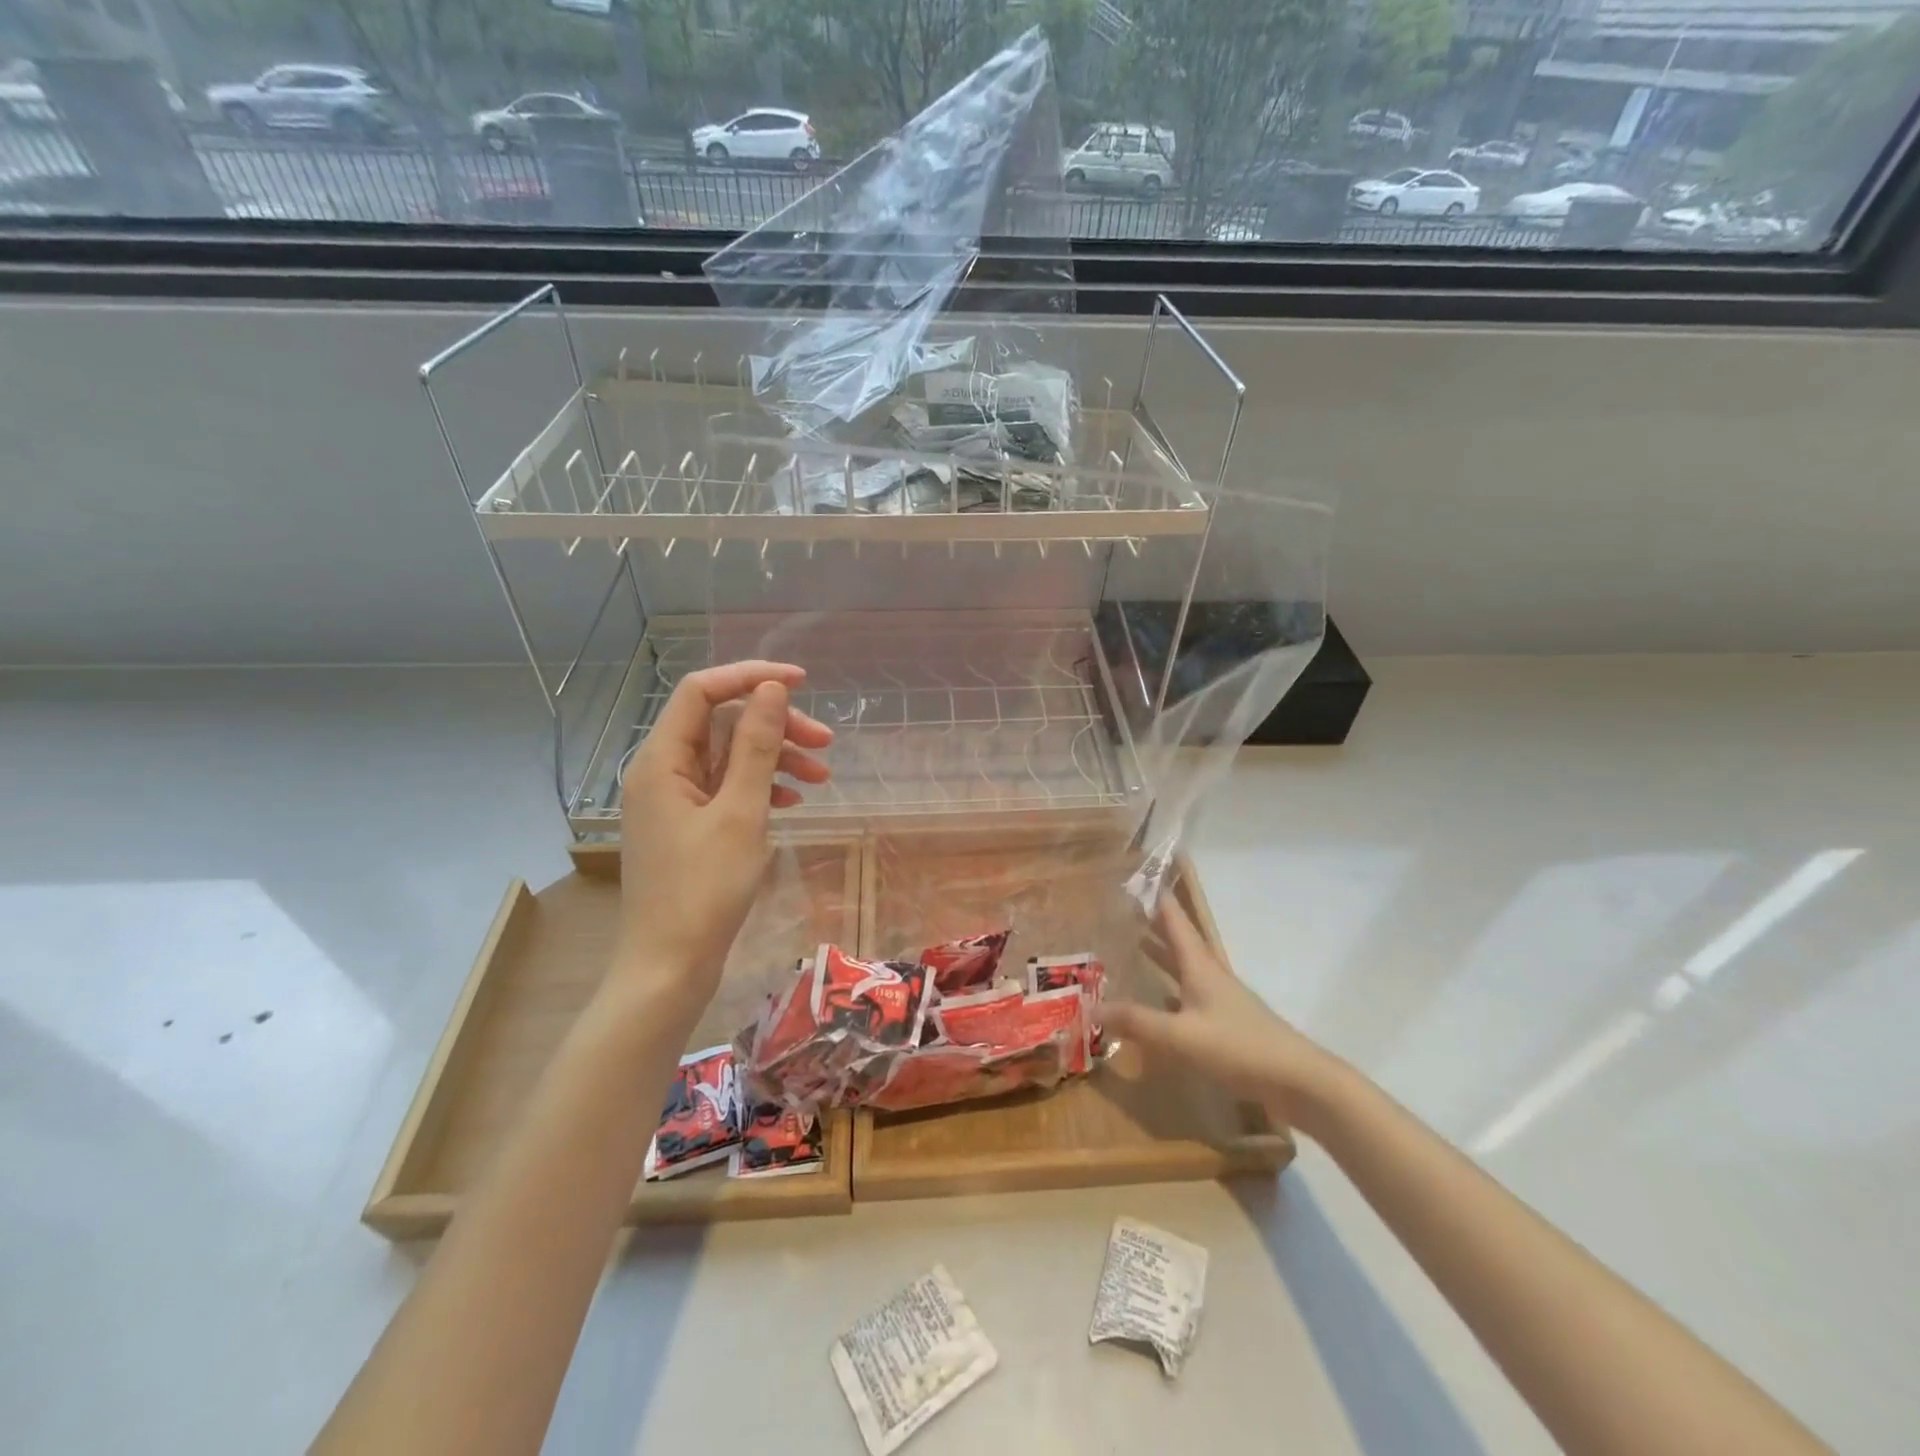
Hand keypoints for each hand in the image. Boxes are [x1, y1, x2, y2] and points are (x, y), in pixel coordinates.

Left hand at [615, 661, 832, 1021]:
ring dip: (776, 759)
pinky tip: (793, 802)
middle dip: (775, 726)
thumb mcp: (741, 812)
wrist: (669, 967)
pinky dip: (761, 788)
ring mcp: (674, 800)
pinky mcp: (688, 826)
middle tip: (826, 742)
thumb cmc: (704, 890)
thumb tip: (771, 690)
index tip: (802, 684)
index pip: (703, 691)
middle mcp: (662, 771)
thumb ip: (757, 746)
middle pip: (722, 724)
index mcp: (661, 759)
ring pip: (729, 757)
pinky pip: (727, 789)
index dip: (751, 678)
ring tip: (822, 778)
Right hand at [1105, 896, 1344, 1135]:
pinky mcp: (1226, 1022)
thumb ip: (1137, 1022)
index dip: (1155, 898)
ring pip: (1183, 966)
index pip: (1174, 919)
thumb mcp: (1180, 1036)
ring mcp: (1220, 998)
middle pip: (1178, 939)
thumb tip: (1092, 1008)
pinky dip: (1169, 988)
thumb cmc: (1238, 1047)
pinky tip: (1157, 1000)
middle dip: (1152, 923)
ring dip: (1160, 954)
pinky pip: (1189, 994)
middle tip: (1122, 909)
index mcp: (1199, 965)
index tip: (1133, 878)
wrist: (1298, 1080)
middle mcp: (1209, 974)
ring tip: (1133, 944)